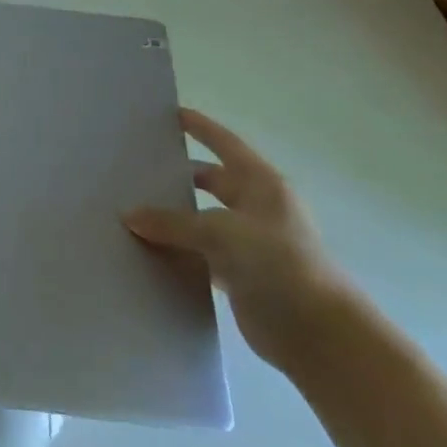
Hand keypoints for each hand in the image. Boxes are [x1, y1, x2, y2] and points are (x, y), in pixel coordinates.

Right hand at [123, 107, 355, 372]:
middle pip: (211, 182)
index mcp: (261, 184)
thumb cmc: (278, 263)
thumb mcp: (221, 232)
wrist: (318, 332)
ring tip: (132, 211)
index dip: (200, 128)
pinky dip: (179, 252)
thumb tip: (129, 216)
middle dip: (179, 176)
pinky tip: (149, 252)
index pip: (225, 144)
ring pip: (203, 220)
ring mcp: (250, 243)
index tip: (171, 114)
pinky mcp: (241, 275)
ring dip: (175, 218)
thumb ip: (173, 223)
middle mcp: (256, 208)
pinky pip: (201, 255)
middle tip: (138, 170)